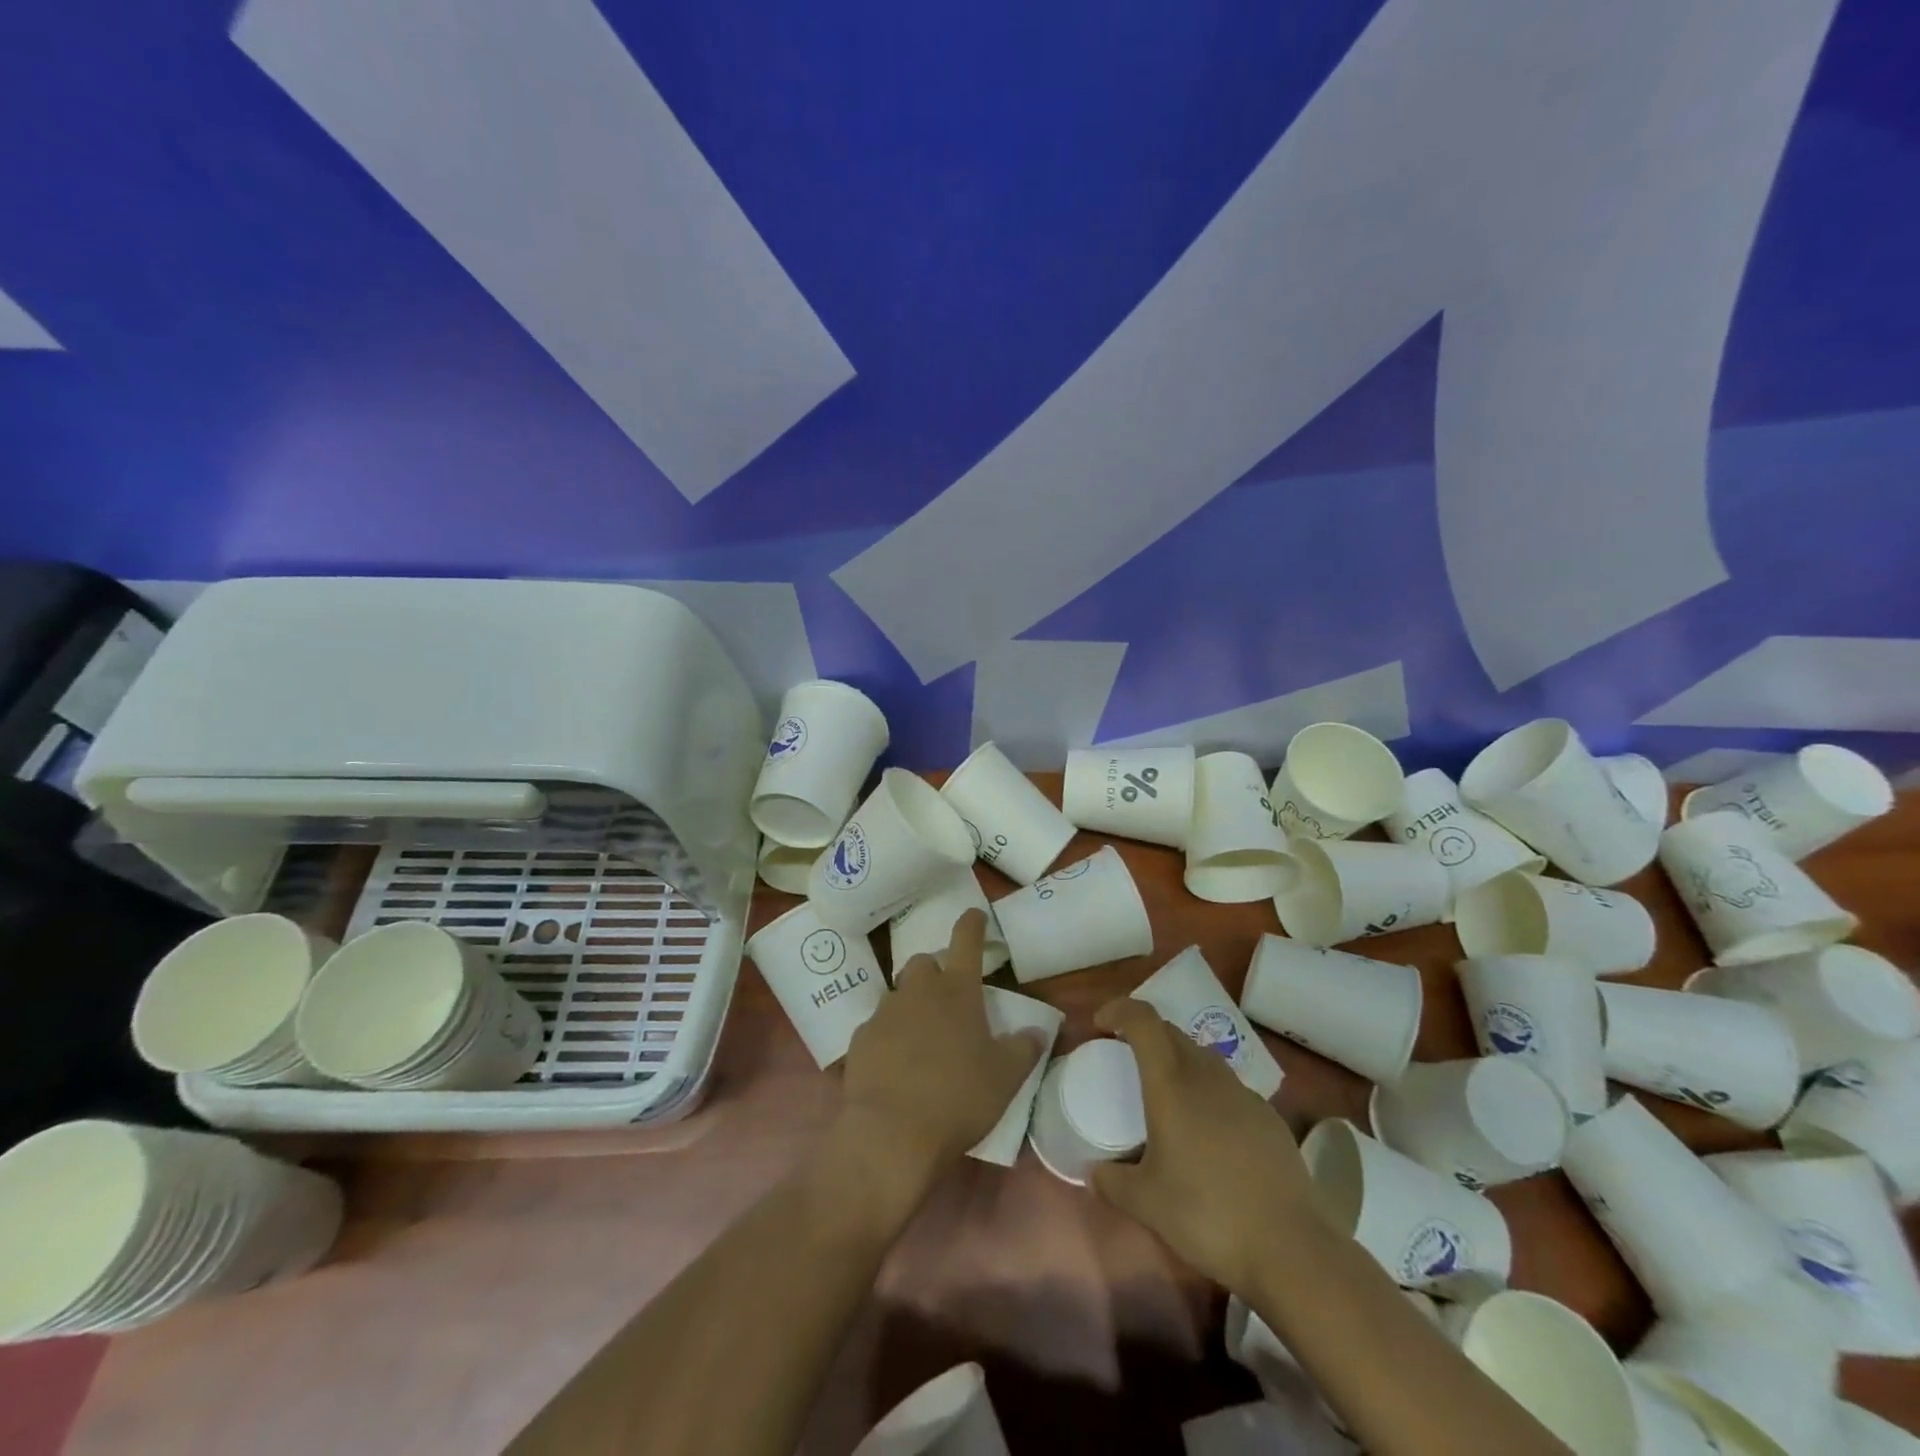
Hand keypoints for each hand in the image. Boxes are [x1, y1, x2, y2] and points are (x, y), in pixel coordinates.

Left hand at [837, 909, 1042, 1191]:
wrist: (891, 1133)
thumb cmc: (958, 1097)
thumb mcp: (1006, 1077)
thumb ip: (1024, 1049)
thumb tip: (1038, 1032)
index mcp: (957, 990)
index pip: (966, 941)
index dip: (972, 924)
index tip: (975, 915)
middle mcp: (918, 991)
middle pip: (925, 963)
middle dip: (937, 972)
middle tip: (950, 997)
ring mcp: (884, 1013)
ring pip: (899, 994)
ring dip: (912, 1005)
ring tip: (924, 1037)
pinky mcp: (860, 1039)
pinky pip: (878, 1026)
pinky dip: (890, 1036)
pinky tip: (897, 1063)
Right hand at [1089, 998, 1323, 1295]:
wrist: (1291, 1248)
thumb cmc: (1207, 1214)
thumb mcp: (1146, 1204)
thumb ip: (1111, 1182)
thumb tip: (1091, 1172)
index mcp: (1172, 1083)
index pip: (1144, 1020)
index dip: (1120, 1009)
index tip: (1101, 1024)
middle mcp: (1207, 1076)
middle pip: (1172, 1033)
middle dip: (1146, 1035)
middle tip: (1126, 1060)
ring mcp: (1243, 1094)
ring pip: (1203, 1058)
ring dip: (1179, 1062)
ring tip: (1168, 1099)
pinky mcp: (1270, 1118)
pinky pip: (1229, 1089)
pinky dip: (1210, 1093)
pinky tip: (1209, 1135)